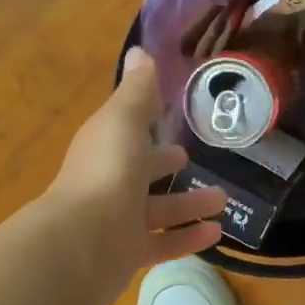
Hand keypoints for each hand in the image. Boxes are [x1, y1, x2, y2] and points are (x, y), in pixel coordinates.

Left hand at [42, 47, 226, 304]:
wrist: (82, 242)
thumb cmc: (106, 172)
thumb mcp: (124, 121)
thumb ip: (138, 91)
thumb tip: (140, 51)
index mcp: (105, 147)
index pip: (126, 132)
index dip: (146, 124)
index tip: (169, 118)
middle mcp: (109, 182)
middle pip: (140, 172)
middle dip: (164, 165)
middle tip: (191, 160)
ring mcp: (117, 221)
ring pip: (157, 210)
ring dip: (188, 203)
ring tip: (222, 199)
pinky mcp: (129, 254)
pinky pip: (163, 243)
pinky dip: (188, 237)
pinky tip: (216, 233)